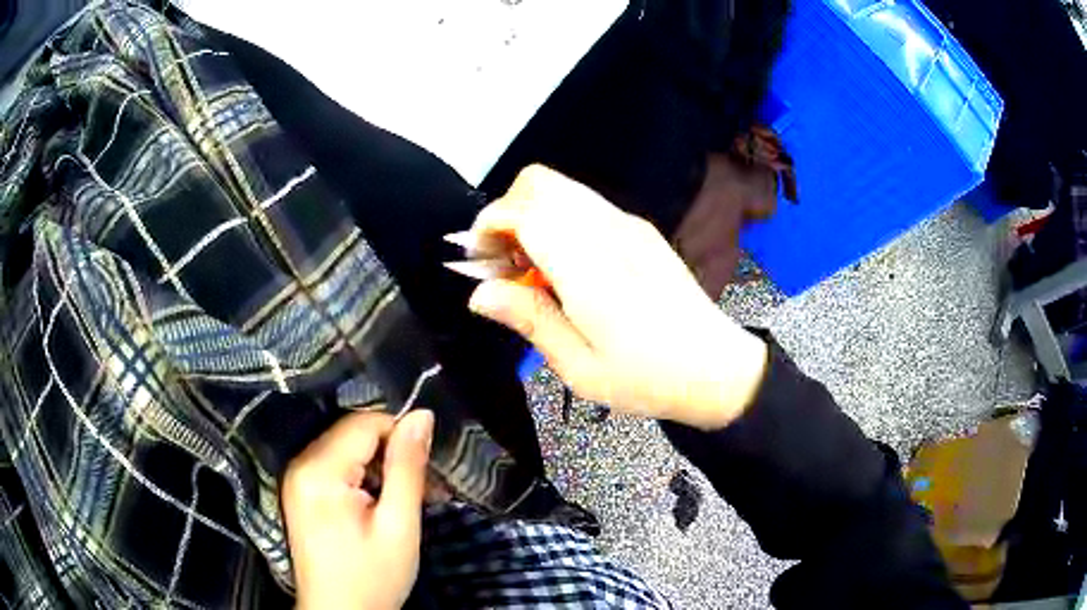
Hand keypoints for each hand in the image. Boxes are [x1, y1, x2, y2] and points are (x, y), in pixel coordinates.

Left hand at [282, 409, 433, 609]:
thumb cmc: (373, 578)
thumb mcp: (399, 525)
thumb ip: (407, 467)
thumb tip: (422, 415)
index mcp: (320, 471)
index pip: (364, 423)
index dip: (400, 436)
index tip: (427, 468)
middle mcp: (300, 465)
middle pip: (352, 434)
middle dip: (391, 452)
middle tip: (425, 487)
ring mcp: (296, 478)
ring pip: (345, 448)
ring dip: (378, 465)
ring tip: (406, 498)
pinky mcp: (299, 491)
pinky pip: (334, 465)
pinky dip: (361, 476)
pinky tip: (380, 502)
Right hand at [465, 165, 768, 429]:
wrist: (717, 368)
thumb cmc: (648, 379)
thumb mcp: (580, 367)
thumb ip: (529, 320)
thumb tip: (479, 293)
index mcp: (591, 268)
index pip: (526, 210)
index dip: (489, 225)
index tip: (477, 260)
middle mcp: (610, 231)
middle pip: (540, 183)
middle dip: (506, 212)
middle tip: (501, 263)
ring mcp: (629, 225)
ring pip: (562, 189)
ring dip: (531, 215)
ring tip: (530, 269)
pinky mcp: (641, 230)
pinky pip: (585, 205)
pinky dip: (558, 221)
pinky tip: (564, 266)